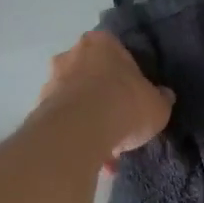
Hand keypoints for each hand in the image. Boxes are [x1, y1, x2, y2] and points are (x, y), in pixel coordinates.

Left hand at [39, 31, 173, 164]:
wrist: (80, 131)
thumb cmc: (125, 104)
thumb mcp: (157, 105)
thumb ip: (160, 98)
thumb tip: (164, 96)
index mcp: (101, 42)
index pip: (116, 51)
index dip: (128, 74)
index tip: (135, 94)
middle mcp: (71, 55)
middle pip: (92, 74)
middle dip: (104, 97)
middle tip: (120, 122)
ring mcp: (51, 81)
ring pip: (77, 101)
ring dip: (90, 122)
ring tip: (108, 150)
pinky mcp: (39, 109)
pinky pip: (66, 123)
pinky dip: (78, 138)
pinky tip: (94, 159)